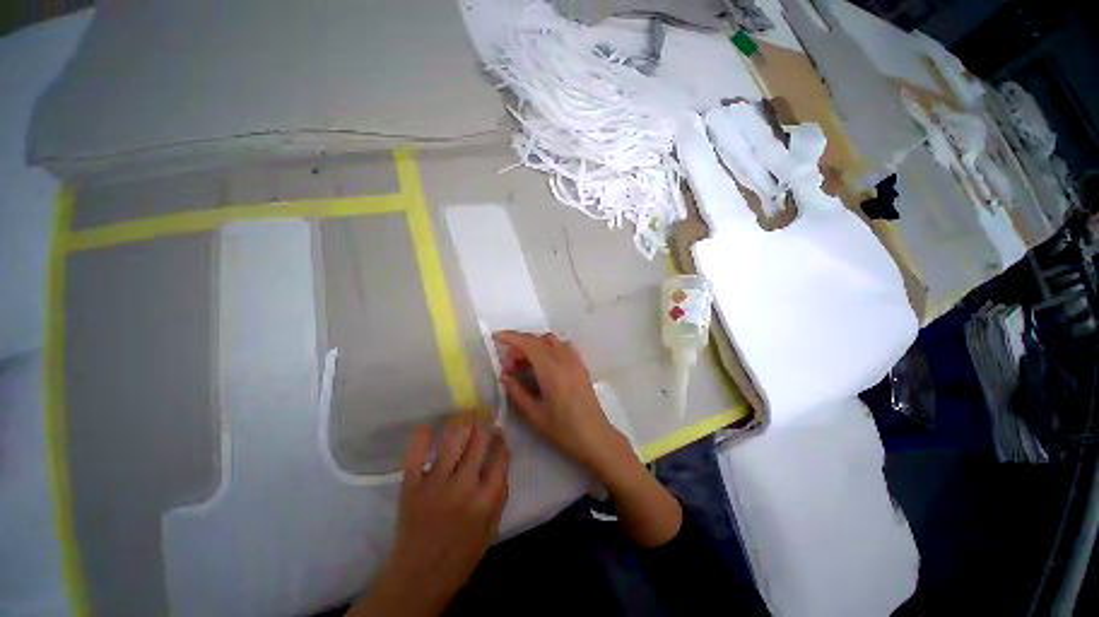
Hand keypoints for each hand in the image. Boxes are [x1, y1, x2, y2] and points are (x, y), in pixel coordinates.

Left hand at [349, 412, 509, 616]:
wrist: (418, 578)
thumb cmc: (461, 555)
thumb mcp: (492, 529)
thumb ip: (500, 493)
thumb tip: (502, 457)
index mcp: (485, 499)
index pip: (500, 456)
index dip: (501, 438)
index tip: (499, 430)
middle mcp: (463, 486)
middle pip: (479, 441)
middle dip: (484, 422)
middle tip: (484, 412)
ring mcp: (435, 484)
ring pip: (452, 440)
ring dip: (462, 421)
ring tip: (466, 413)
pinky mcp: (411, 487)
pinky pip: (415, 455)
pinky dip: (421, 437)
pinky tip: (428, 427)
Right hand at [494, 330, 630, 482]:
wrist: (595, 437)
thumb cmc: (563, 431)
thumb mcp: (534, 415)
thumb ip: (517, 392)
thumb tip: (504, 376)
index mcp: (552, 372)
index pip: (529, 343)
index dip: (511, 337)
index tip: (496, 338)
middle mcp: (564, 360)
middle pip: (538, 339)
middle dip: (519, 346)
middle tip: (510, 368)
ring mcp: (575, 361)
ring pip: (551, 340)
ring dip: (534, 345)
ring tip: (525, 366)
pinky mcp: (581, 365)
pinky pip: (562, 346)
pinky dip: (548, 348)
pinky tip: (542, 366)